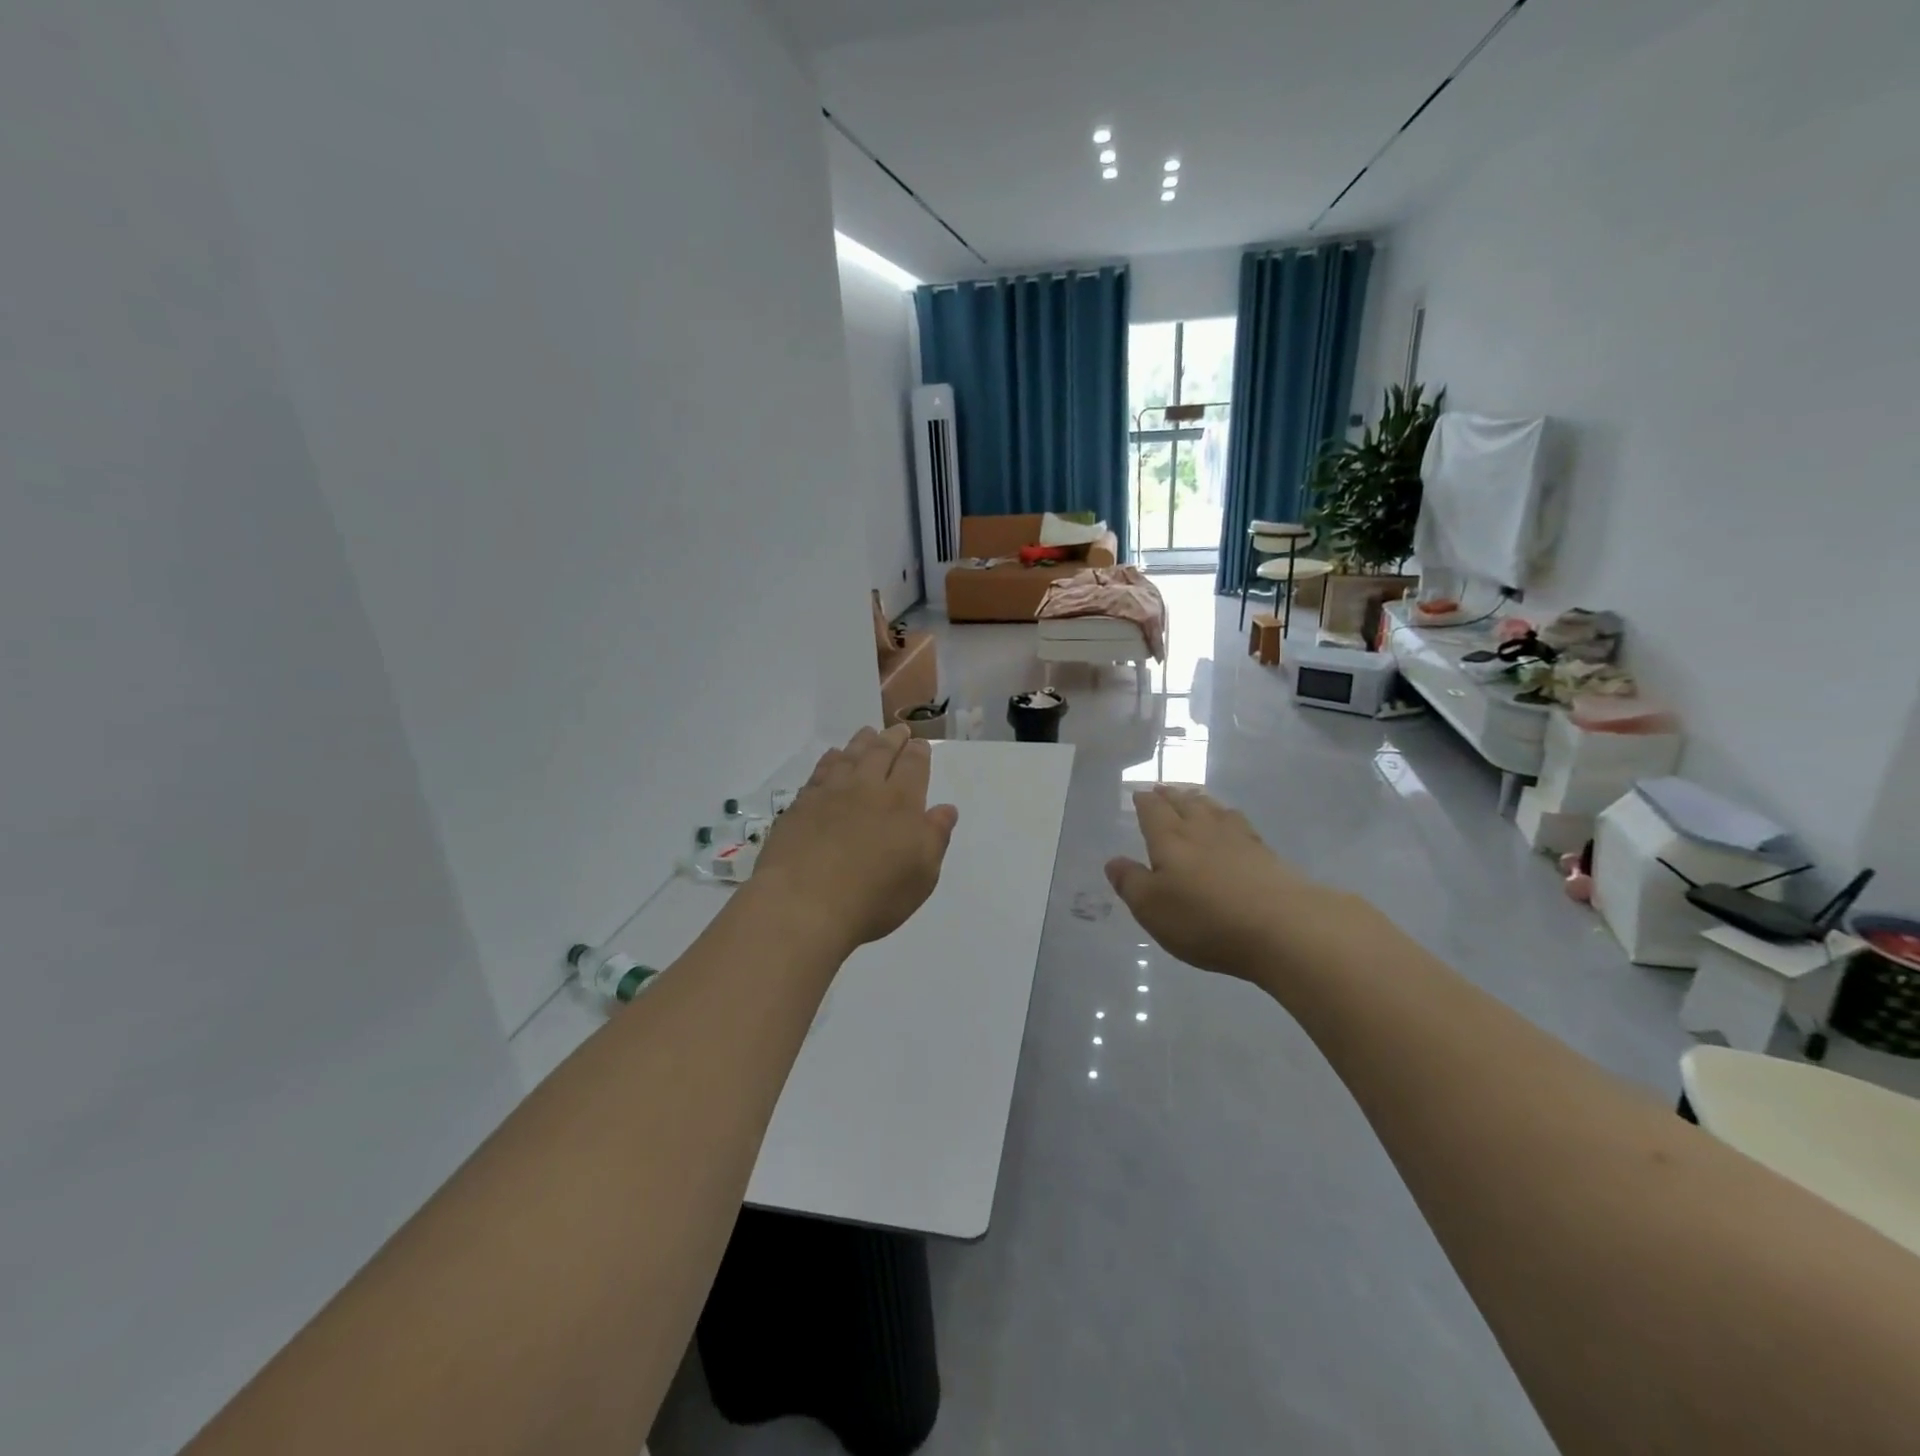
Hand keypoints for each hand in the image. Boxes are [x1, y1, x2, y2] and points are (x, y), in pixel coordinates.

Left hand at [750, 725, 959, 956]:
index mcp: (901, 803)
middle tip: (898, 730)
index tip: (920, 744)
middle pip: (881, 753)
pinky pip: (820, 771)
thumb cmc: (873, 896)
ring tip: (868, 733)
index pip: (913, 766)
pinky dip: (830, 760)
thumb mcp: (921, 876)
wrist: (803, 903)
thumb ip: (935, 837)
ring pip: (849, 756)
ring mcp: (830, 793)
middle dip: (893, 739)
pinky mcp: (801, 805)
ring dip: (862, 742)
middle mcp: (866, 788)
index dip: (918, 753)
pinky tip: (832, 757)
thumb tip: (946, 809)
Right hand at [1105, 786, 1355, 982]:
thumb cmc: (1205, 919)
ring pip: (1214, 810)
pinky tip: (1233, 823)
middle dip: (1171, 796)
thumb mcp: (1152, 908)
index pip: (1153, 811)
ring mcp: (1238, 840)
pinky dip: (1230, 818)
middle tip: (1164, 788)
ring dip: (1201, 801)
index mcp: (1170, 840)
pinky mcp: (1266, 855)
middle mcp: (1202, 831)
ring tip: (1195, 797)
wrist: (1284, 927)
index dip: (1144, 802)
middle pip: (1185, 804)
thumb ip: (1131, 883)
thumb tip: (1113, 861)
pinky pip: (1240, 825)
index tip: (1140, 793)